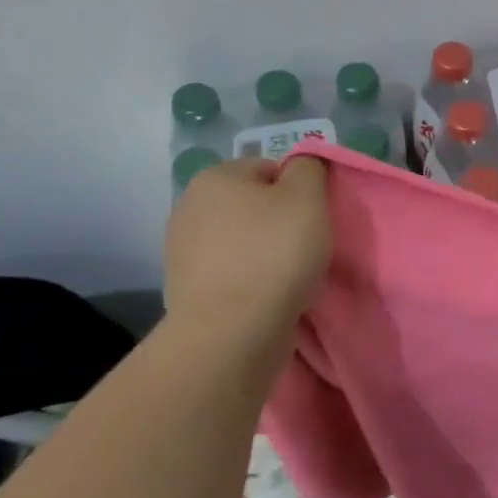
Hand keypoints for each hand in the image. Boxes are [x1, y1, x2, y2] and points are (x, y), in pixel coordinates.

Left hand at [163, 156, 331, 358]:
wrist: (231, 331)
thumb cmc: (274, 254)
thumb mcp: (308, 198)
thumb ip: (309, 168)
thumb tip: (302, 166)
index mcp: (215, 176)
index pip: (270, 168)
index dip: (299, 190)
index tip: (314, 218)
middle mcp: (189, 205)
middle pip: (252, 204)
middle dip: (279, 220)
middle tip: (306, 246)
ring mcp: (182, 249)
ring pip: (241, 239)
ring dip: (264, 251)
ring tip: (289, 275)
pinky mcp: (186, 287)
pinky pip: (230, 271)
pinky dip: (250, 278)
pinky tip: (268, 294)